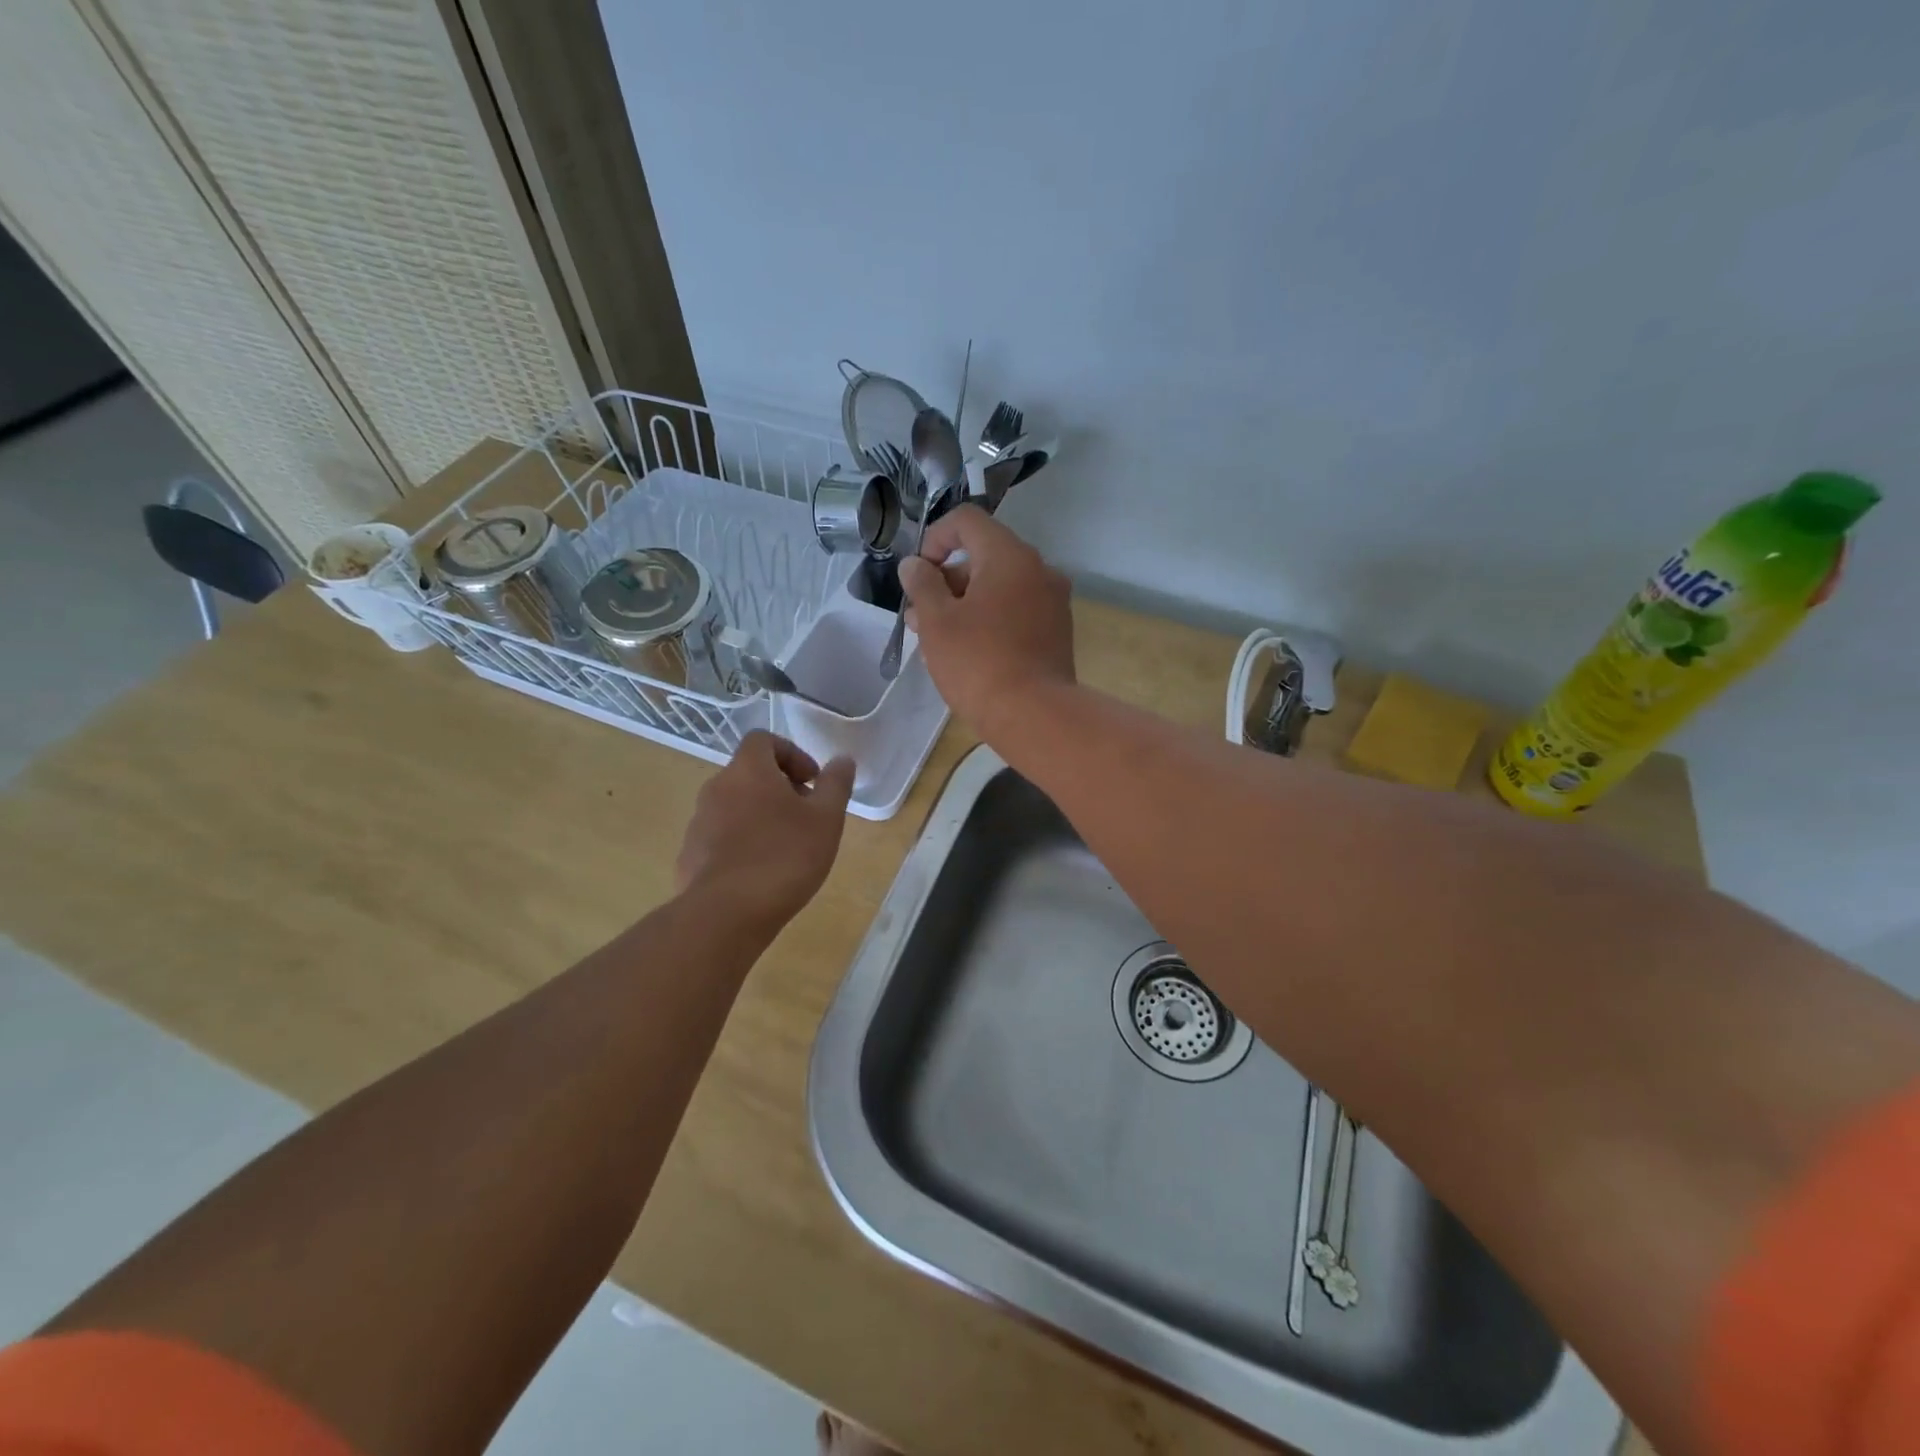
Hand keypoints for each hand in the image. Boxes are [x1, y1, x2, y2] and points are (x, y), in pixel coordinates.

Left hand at [675, 732, 853, 932]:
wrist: (726, 913)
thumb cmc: (784, 856)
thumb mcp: (826, 819)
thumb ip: (835, 784)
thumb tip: (842, 760)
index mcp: (748, 770)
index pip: (763, 739)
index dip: (792, 754)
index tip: (812, 781)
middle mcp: (717, 788)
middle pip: (749, 774)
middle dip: (780, 788)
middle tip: (806, 816)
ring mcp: (699, 823)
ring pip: (734, 806)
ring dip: (760, 816)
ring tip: (786, 849)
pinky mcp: (690, 855)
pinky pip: (720, 838)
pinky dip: (742, 844)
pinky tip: (761, 874)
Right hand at [898, 504, 1075, 735]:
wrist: (1035, 716)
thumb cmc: (979, 663)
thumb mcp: (937, 622)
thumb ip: (922, 585)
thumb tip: (915, 565)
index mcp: (1010, 556)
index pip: (967, 521)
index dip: (934, 538)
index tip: (917, 575)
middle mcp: (1039, 569)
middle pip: (984, 555)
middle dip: (945, 580)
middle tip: (919, 617)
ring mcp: (1052, 602)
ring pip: (999, 588)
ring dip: (964, 603)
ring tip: (936, 640)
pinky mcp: (1056, 632)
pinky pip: (1016, 611)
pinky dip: (989, 620)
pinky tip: (968, 653)